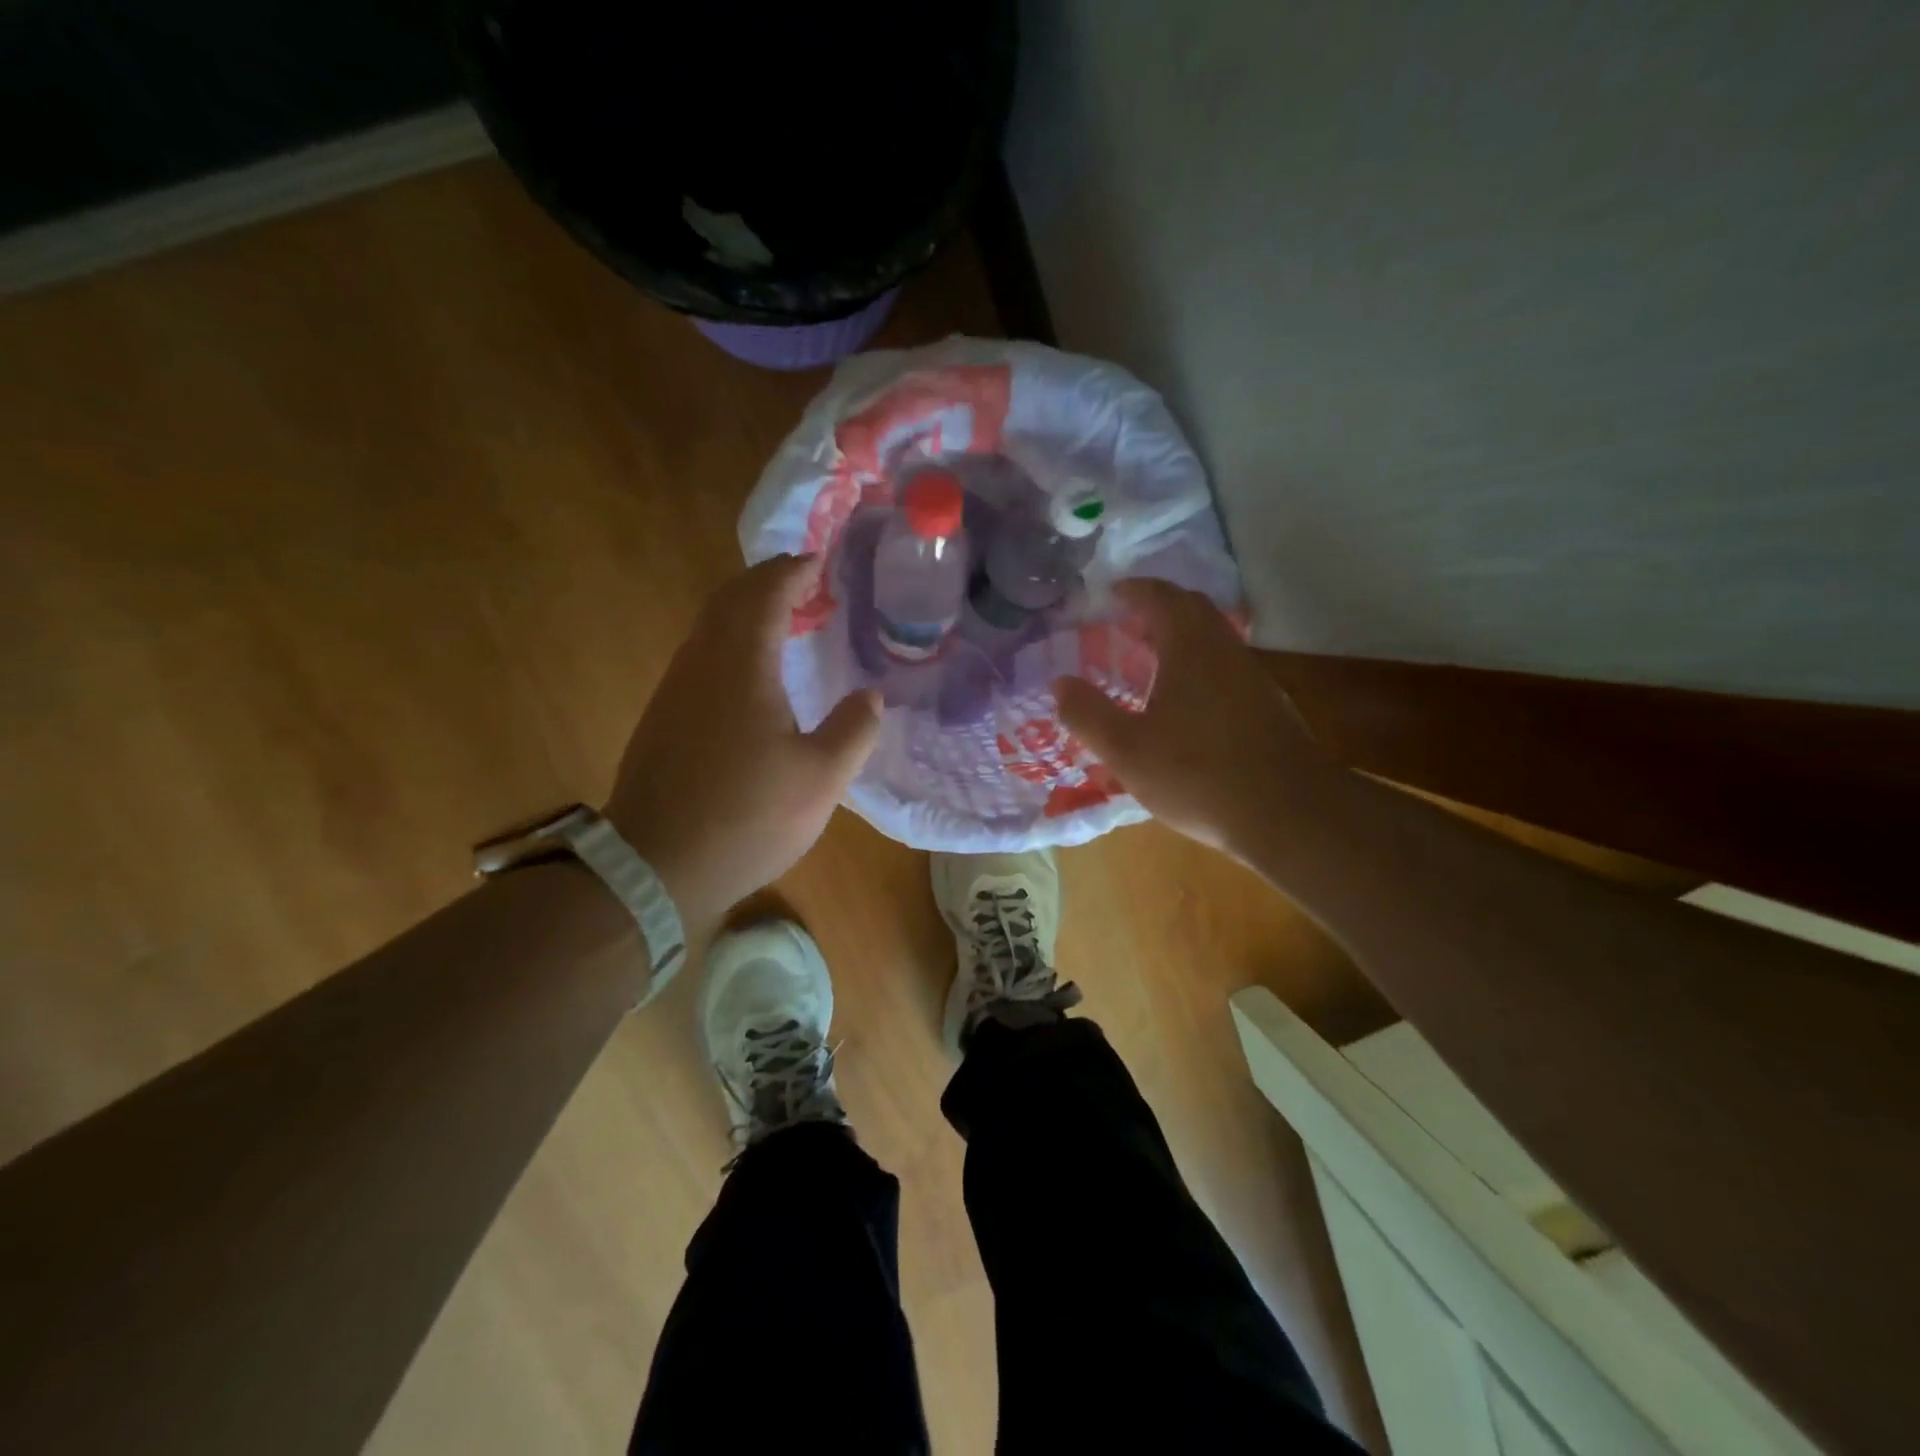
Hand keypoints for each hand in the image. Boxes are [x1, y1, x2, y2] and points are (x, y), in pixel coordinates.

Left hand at [606, 556, 880, 932]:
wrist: (655, 867)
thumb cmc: (747, 817)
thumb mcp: (822, 778)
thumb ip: (853, 729)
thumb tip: (871, 694)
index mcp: (741, 665)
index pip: (765, 593)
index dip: (793, 571)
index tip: (820, 561)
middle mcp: (700, 664)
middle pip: (729, 600)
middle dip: (767, 582)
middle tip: (806, 583)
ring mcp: (675, 691)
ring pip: (710, 628)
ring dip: (747, 612)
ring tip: (787, 621)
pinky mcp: (664, 718)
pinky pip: (701, 657)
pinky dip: (731, 643)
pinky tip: (753, 674)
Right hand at [1054, 579, 1339, 854]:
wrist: (1289, 814)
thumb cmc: (1198, 775)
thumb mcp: (1127, 750)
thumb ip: (1088, 714)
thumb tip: (1060, 683)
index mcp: (1190, 649)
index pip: (1162, 598)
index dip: (1134, 590)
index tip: (1111, 593)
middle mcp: (1225, 652)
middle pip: (1193, 611)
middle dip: (1158, 608)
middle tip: (1126, 623)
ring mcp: (1252, 678)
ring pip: (1212, 640)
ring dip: (1179, 638)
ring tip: (1147, 662)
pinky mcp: (1267, 707)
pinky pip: (1225, 667)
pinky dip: (1198, 666)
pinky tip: (1183, 703)